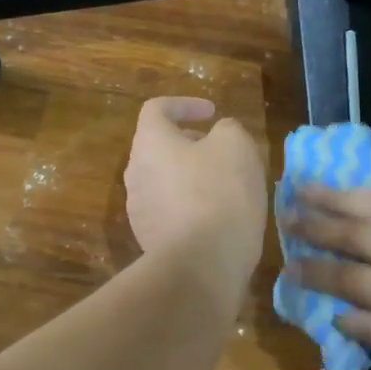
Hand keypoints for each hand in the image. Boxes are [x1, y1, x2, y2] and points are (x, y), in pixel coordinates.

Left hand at [125, 97, 266, 284]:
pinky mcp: (149, 240)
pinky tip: (217, 218)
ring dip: (190, 176)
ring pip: (164, 180)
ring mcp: (139, 210)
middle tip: (221, 151)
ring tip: (225, 186)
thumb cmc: (219, 193)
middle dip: (190, 143)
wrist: (202, 264)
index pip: (156, 109)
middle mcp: (135, 173)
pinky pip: (169, 211)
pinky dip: (190, 206)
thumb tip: (219, 134)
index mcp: (149, 143)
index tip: (212, 113)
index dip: (184, 105)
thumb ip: (227, 129)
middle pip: (158, 147)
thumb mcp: (236, 145)